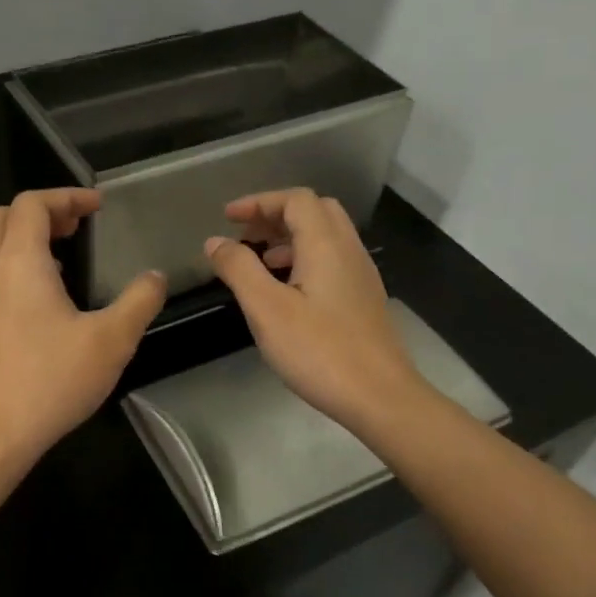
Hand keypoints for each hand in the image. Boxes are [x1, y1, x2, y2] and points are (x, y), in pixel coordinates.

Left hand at [0, 189, 165, 465]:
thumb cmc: (51, 381)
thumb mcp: (112, 340)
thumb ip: (140, 301)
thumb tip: (155, 276)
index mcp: (20, 261)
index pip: (33, 203)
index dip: (67, 195)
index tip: (96, 206)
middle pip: (3, 215)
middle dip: (41, 212)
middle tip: (76, 228)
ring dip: (23, 238)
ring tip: (60, 260)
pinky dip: (10, 266)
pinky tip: (37, 301)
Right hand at [205, 188, 427, 431]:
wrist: (379, 396)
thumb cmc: (319, 351)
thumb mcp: (267, 309)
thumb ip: (239, 269)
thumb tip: (215, 242)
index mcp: (326, 244)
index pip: (295, 200)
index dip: (259, 202)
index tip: (228, 218)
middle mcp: (349, 250)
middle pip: (315, 211)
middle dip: (276, 215)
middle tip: (245, 236)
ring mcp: (361, 276)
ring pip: (326, 237)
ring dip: (290, 239)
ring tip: (260, 263)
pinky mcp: (364, 299)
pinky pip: (333, 261)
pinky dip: (305, 260)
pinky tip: (287, 292)